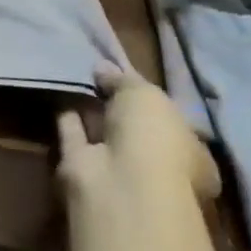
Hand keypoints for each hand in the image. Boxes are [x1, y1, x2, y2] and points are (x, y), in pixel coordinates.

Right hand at [57, 66, 220, 207]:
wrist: (119, 182)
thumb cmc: (153, 137)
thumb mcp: (146, 94)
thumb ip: (125, 79)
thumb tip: (103, 68)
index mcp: (190, 152)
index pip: (172, 121)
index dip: (152, 99)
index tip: (129, 76)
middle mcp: (156, 163)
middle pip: (136, 128)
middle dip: (119, 105)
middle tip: (99, 75)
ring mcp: (119, 168)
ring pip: (104, 133)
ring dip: (92, 111)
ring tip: (76, 80)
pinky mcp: (83, 168)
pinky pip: (75, 137)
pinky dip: (68, 119)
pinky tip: (59, 96)